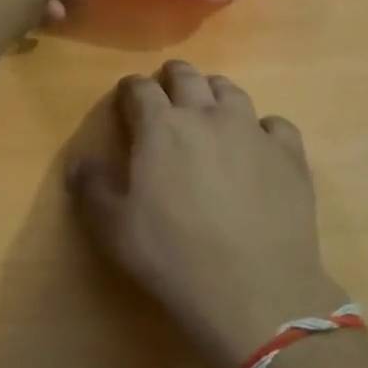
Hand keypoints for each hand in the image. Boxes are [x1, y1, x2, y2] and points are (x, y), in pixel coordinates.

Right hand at [66, 62, 347, 367]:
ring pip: (231, 91)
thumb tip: (78, 161)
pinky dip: (263, 127)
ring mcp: (252, 131)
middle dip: (172, 77)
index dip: (130, 88)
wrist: (253, 290)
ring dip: (214, 92)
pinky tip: (259, 145)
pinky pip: (275, 124)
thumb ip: (90, 188)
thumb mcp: (113, 229)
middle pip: (187, 76)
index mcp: (160, 127)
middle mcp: (206, 115)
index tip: (126, 95)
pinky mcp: (289, 154)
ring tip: (210, 106)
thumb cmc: (172, 257)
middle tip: (167, 88)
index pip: (140, 89)